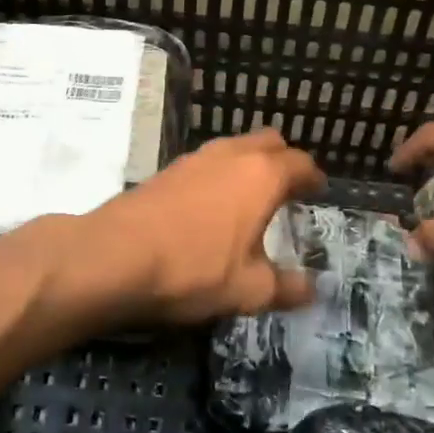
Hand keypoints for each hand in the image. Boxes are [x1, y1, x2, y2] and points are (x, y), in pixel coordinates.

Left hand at [84, 129, 325, 322]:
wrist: (114, 256)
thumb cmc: (193, 269)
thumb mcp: (248, 290)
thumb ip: (285, 287)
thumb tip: (311, 290)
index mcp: (262, 175)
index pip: (300, 163)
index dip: (313, 177)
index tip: (318, 191)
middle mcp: (232, 155)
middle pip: (268, 142)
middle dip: (283, 160)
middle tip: (288, 189)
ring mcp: (196, 157)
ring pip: (235, 147)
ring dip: (249, 164)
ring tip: (251, 197)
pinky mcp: (168, 169)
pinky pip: (207, 162)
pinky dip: (220, 174)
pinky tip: (212, 206)